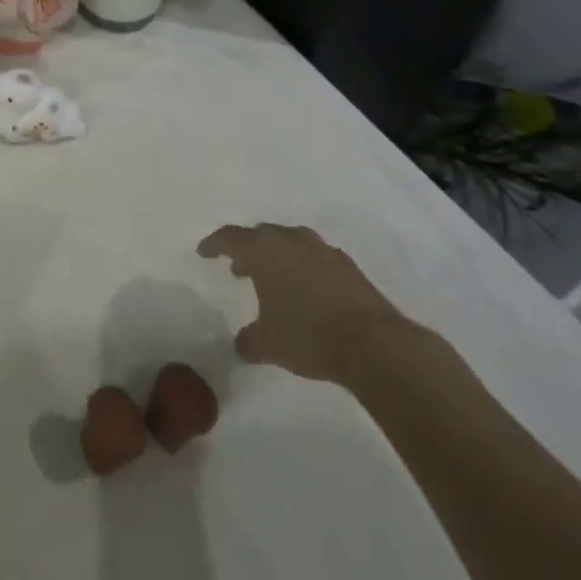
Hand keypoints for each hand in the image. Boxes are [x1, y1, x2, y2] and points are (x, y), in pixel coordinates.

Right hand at [198, 223, 410, 382]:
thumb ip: (249, 340)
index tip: (204, 252)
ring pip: (291, 242)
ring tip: (273, 277)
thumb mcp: (268, 344)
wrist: (375, 345)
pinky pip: (316, 257)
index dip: (214, 244)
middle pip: (261, 234)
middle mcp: (291, 241)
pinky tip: (307, 289)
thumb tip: (242, 344)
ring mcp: (323, 251)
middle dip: (247, 248)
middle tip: (238, 267)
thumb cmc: (309, 336)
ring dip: (277, 255)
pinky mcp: (349, 266)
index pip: (230, 237)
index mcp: (264, 251)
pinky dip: (304, 267)